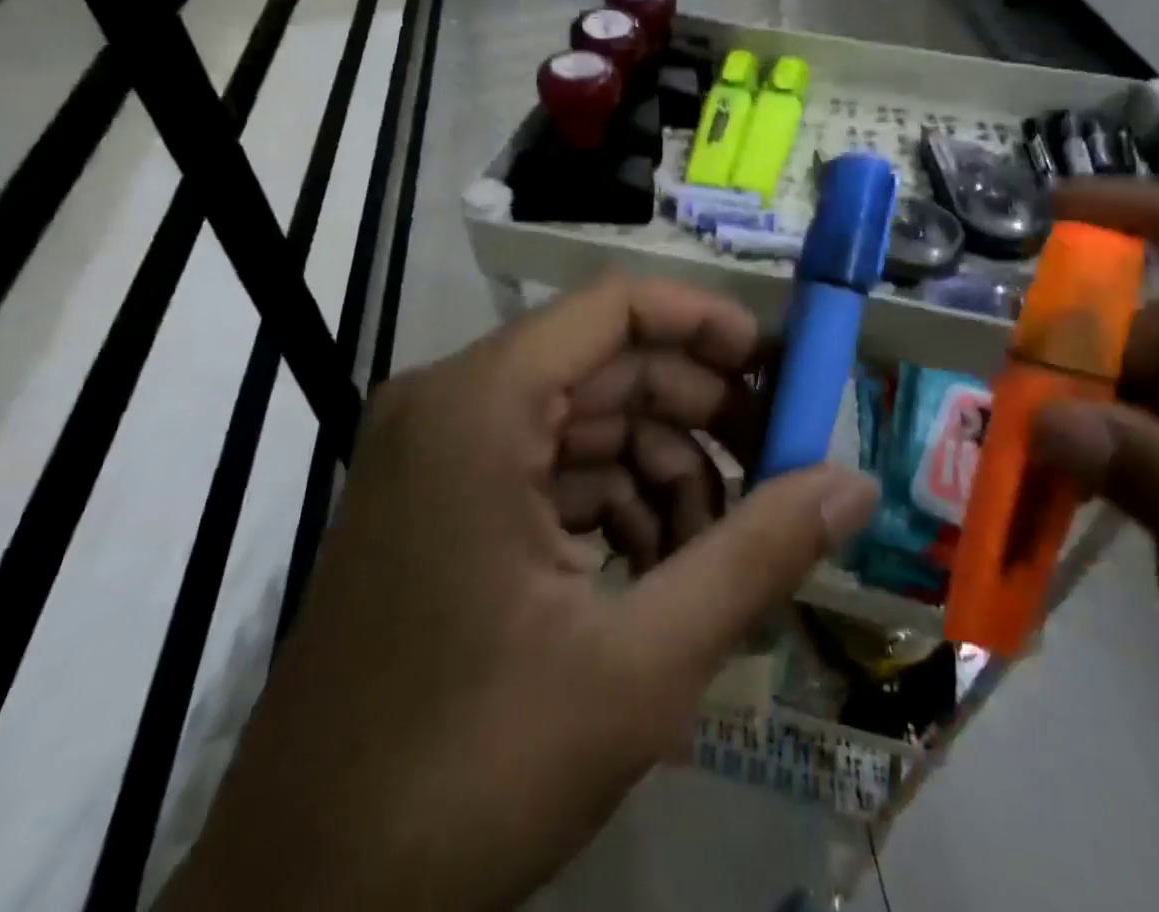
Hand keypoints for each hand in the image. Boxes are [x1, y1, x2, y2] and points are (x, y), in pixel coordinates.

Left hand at [163, 276, 879, 911]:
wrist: (300, 909)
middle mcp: (454, 405)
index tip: (780, 370)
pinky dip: (619, 508)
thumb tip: (858, 484)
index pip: (616, 307)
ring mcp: (443, 455)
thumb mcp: (639, 665)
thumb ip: (758, 555)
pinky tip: (660, 577)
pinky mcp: (446, 505)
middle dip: (703, 415)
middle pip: (611, 366)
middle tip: (781, 469)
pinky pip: (557, 471)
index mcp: (481, 405)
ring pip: (592, 424)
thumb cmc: (466, 773)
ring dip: (667, 477)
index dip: (707, 323)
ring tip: (718, 555)